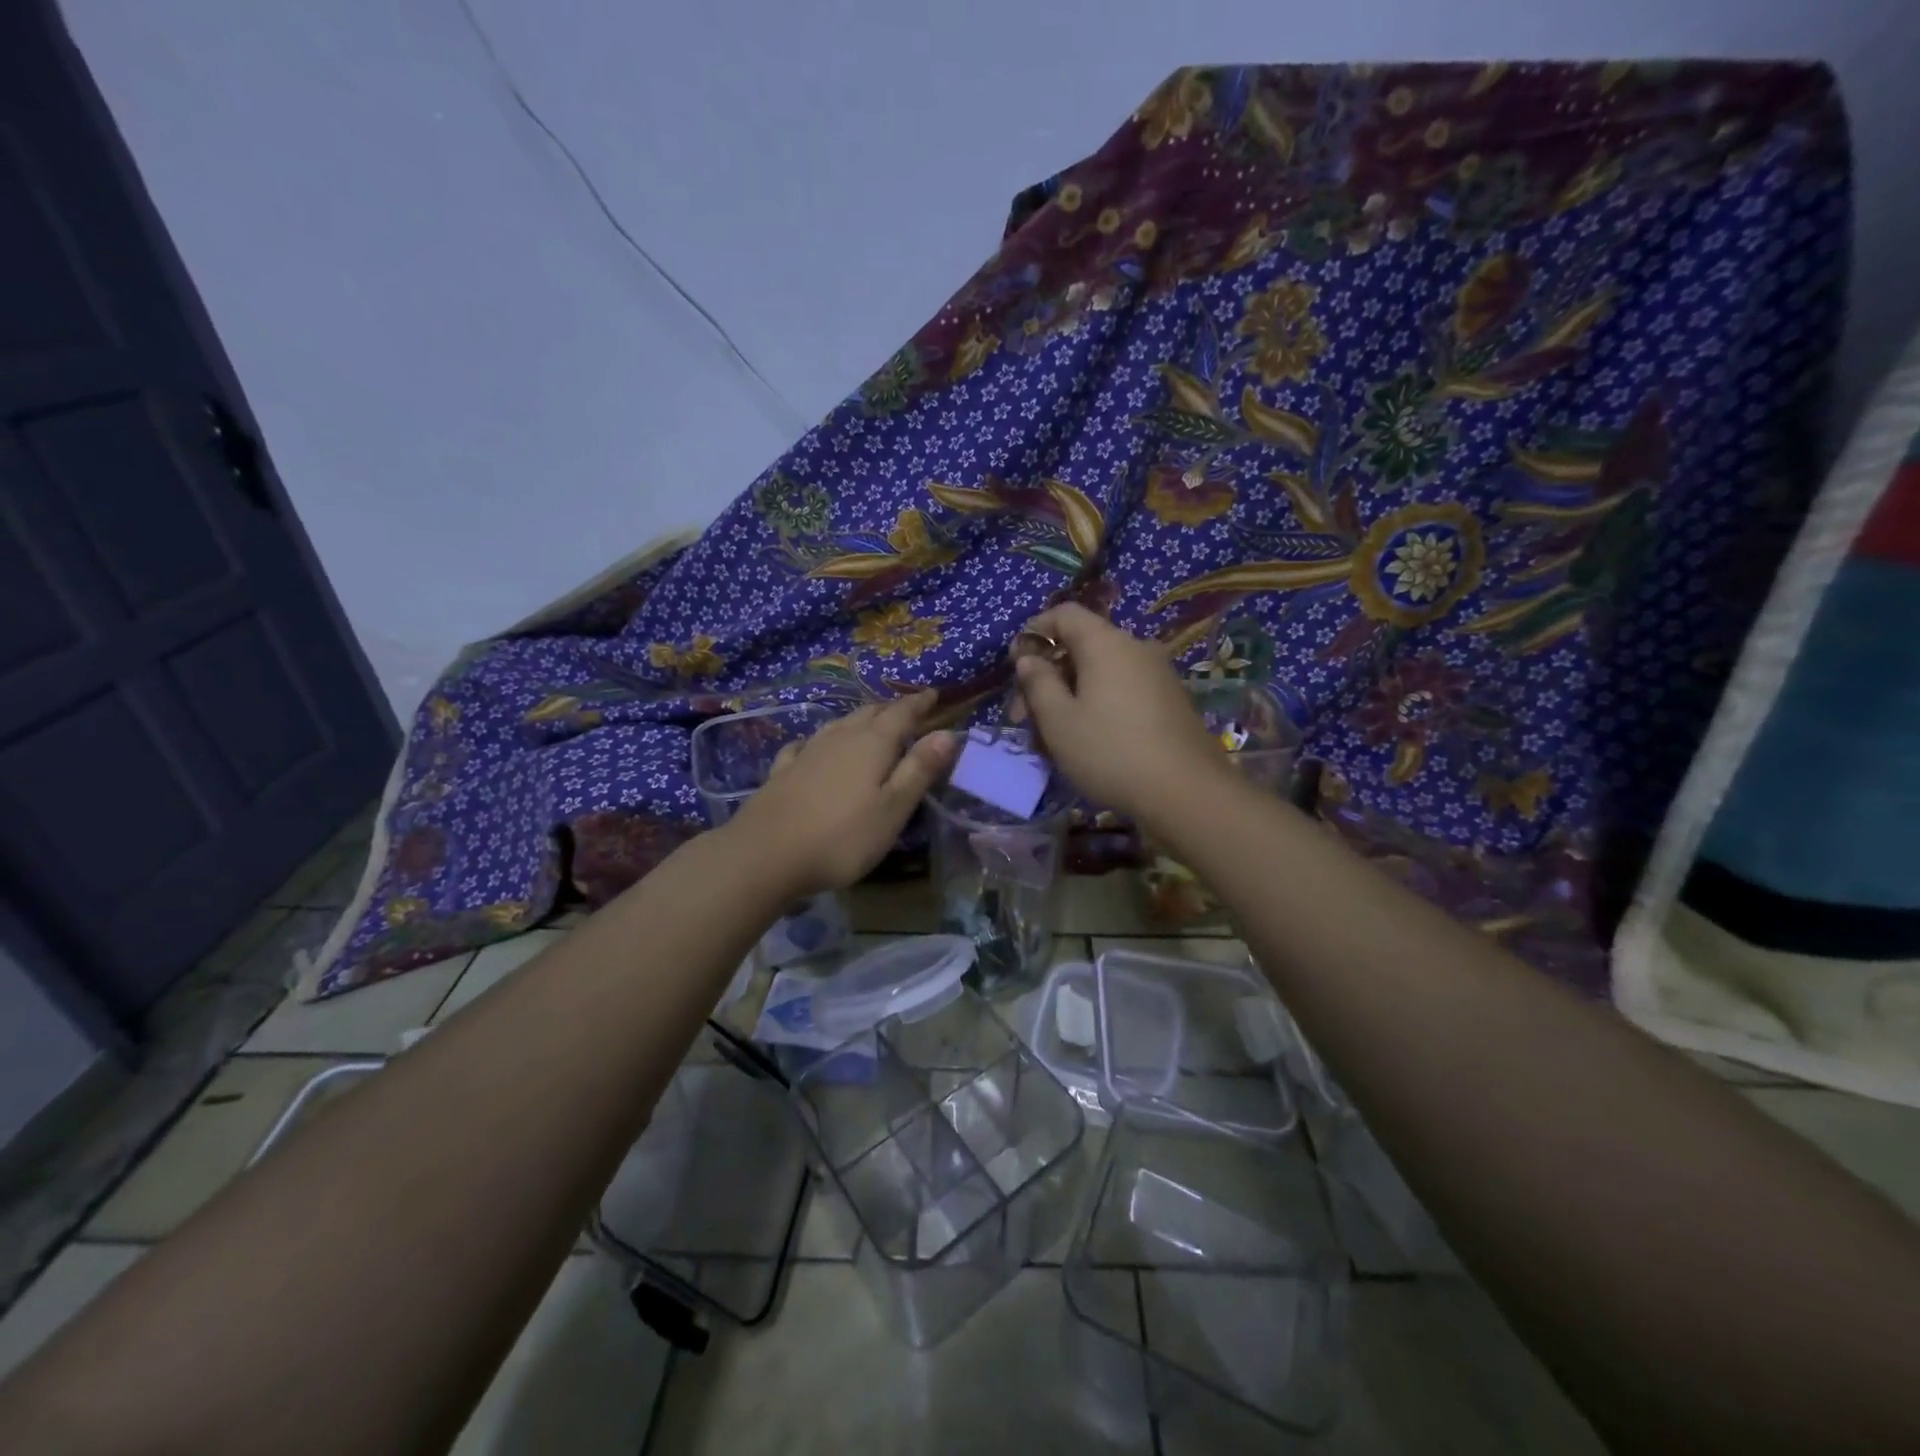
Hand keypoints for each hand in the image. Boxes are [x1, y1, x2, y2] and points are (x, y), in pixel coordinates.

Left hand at [725, 693, 958, 895]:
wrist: (765, 855)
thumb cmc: (842, 837)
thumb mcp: (893, 809)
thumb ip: (919, 770)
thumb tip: (948, 733)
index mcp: (872, 744)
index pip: (901, 714)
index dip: (919, 703)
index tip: (933, 693)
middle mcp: (839, 738)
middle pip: (869, 714)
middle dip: (890, 709)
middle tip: (906, 709)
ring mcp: (807, 753)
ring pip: (838, 725)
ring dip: (858, 720)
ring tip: (869, 722)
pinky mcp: (782, 772)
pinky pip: (806, 745)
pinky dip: (819, 741)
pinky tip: (812, 746)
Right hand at [1013, 603, 1227, 823]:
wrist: (1188, 793)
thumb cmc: (1111, 752)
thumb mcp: (1059, 721)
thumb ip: (1038, 683)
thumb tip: (1029, 659)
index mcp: (1106, 643)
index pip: (1064, 613)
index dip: (1034, 632)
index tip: (1015, 666)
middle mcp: (1136, 648)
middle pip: (1081, 646)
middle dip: (1048, 676)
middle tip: (1024, 717)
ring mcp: (1158, 674)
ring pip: (1101, 673)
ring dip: (1070, 696)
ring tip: (1052, 739)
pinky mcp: (1170, 701)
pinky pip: (1123, 690)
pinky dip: (1098, 705)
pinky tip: (1088, 742)